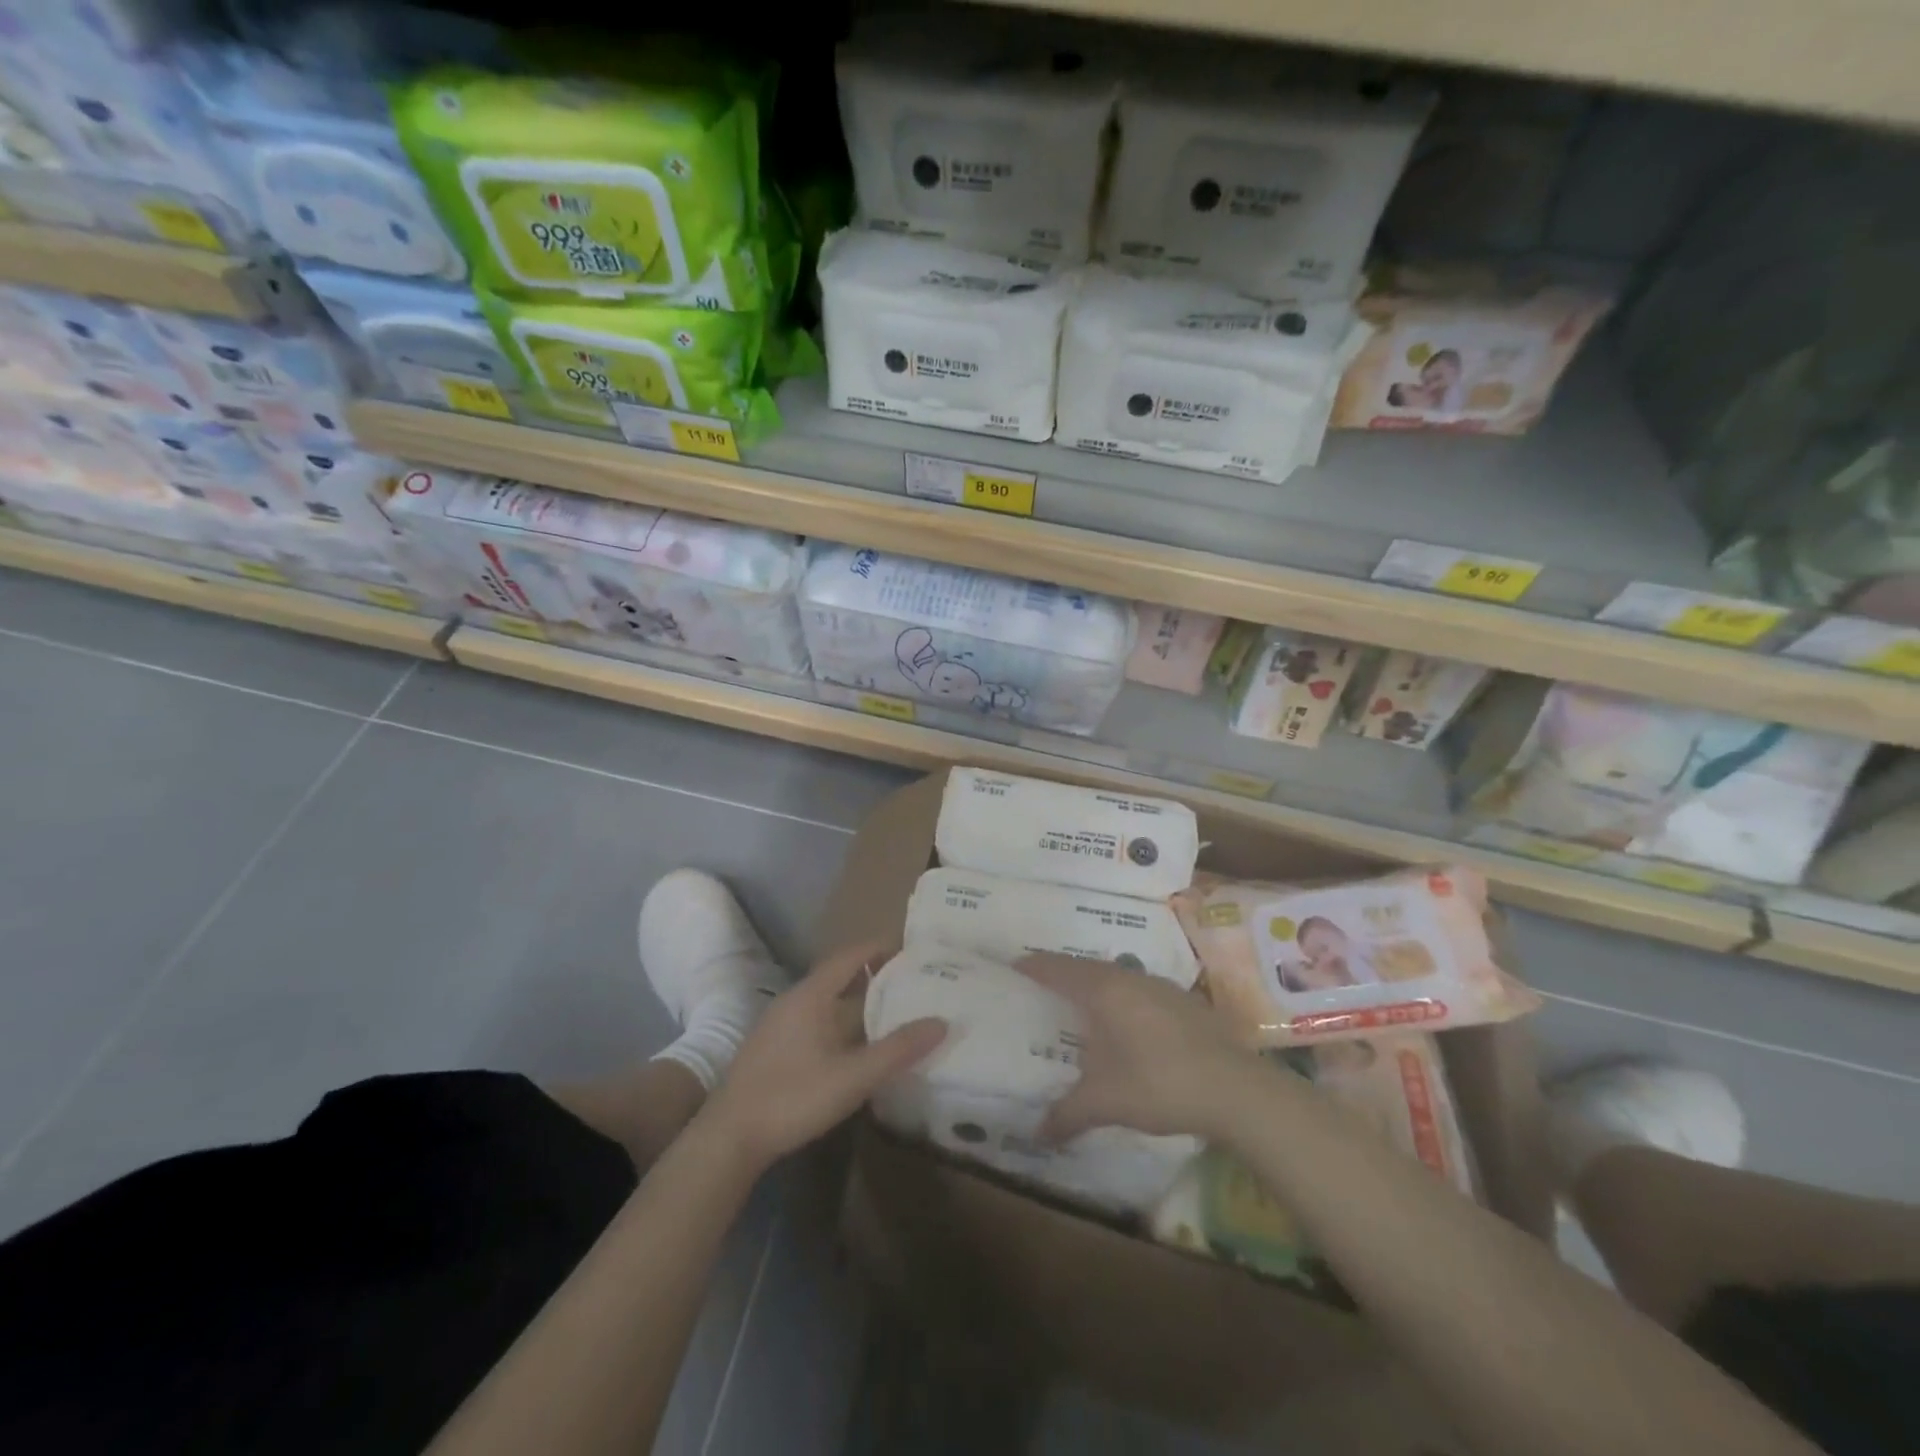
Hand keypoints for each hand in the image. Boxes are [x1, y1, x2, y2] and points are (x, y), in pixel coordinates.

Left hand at [700, 940, 945, 1166]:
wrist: (728, 1138)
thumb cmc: (792, 1098)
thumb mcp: (852, 1077)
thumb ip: (897, 1050)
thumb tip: (941, 1022)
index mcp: (811, 995)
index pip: (851, 955)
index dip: (881, 948)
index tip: (913, 950)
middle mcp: (795, 1001)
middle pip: (840, 976)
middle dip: (876, 976)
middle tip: (914, 982)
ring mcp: (781, 1025)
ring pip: (828, 1002)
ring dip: (859, 1002)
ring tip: (895, 1012)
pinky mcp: (774, 1049)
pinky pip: (817, 1021)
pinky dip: (842, 1023)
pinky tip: (858, 1047)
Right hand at [1017, 953, 1261, 1144]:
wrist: (1235, 1089)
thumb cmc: (1159, 1084)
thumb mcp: (1104, 1102)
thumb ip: (1067, 1115)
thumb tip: (1036, 1135)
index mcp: (1102, 990)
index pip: (1057, 968)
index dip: (1033, 966)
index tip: (1013, 966)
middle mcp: (1128, 977)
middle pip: (1085, 967)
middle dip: (1061, 974)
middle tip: (1040, 987)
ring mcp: (1159, 986)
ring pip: (1115, 975)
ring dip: (1094, 985)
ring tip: (1078, 1005)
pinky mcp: (1182, 1001)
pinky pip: (1138, 989)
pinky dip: (1121, 998)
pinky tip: (1124, 1023)